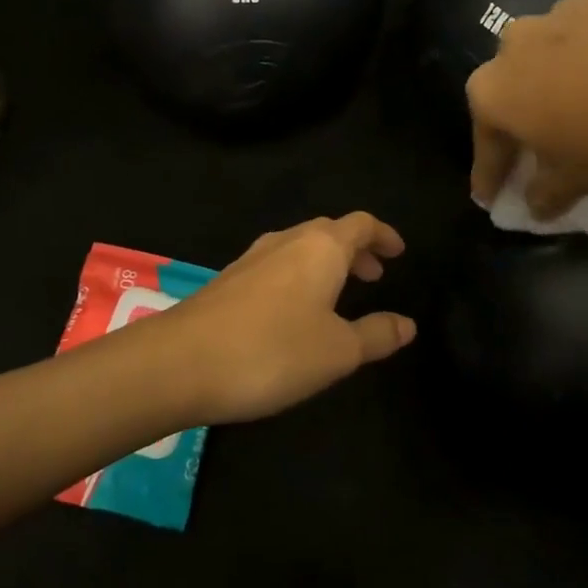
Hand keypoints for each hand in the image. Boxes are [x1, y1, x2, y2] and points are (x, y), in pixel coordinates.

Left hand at [155, 213, 415, 424]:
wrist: (179, 362)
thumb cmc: (272, 351)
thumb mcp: (338, 351)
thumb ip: (376, 334)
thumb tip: (408, 324)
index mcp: (320, 248)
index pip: (360, 225)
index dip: (383, 235)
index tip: (398, 252)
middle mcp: (286, 242)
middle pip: (329, 232)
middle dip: (355, 250)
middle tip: (374, 275)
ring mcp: (251, 259)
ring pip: (299, 248)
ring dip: (325, 264)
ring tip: (339, 294)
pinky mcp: (227, 280)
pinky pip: (275, 267)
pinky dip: (298, 278)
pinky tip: (293, 311)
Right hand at [466, 0, 587, 218]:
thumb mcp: (579, 180)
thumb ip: (546, 194)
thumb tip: (536, 204)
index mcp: (494, 91)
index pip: (485, 143)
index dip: (489, 174)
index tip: (491, 196)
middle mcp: (516, 43)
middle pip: (513, 88)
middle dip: (524, 117)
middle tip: (543, 146)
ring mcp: (564, 11)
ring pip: (554, 52)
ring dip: (565, 77)